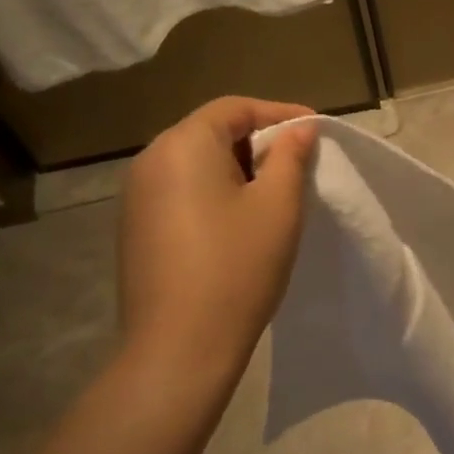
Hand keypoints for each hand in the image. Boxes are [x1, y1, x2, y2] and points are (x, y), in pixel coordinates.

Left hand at [117, 97, 318, 405]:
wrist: (180, 346)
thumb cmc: (238, 266)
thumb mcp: (278, 205)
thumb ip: (290, 156)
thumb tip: (298, 128)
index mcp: (182, 146)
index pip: (234, 108)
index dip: (279, 112)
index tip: (316, 130)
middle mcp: (150, 161)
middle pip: (211, 131)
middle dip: (258, 141)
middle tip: (299, 162)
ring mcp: (137, 197)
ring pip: (196, 163)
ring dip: (238, 168)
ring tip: (275, 193)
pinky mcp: (137, 228)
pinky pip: (182, 191)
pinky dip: (216, 192)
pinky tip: (241, 221)